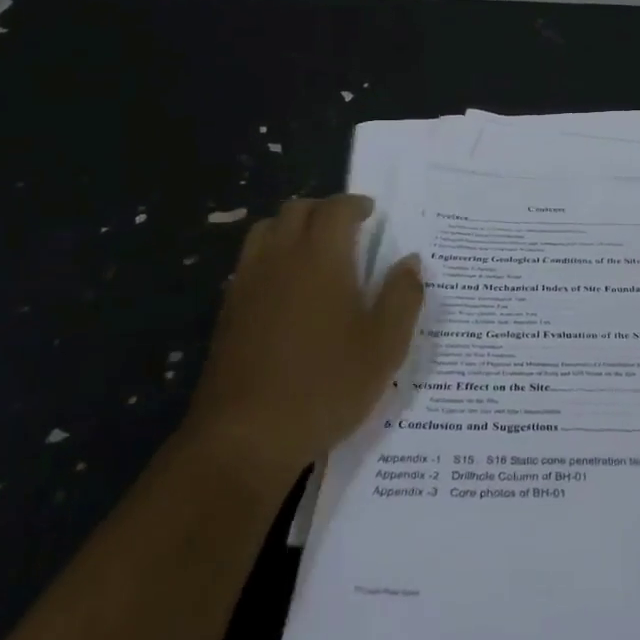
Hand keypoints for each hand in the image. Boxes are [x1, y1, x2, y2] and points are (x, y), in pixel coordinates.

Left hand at [186, 194, 423, 478]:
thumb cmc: (327, 385)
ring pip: (266, 230)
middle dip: (324, 210)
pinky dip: (272, 255)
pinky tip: (288, 287)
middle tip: (348, 228)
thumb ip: (403, 296)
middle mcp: (280, 258)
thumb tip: (410, 261)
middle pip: (296, 210)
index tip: (371, 212)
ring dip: (292, 227)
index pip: (335, 209)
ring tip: (316, 250)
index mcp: (321, 258)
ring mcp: (248, 283)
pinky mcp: (229, 310)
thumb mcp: (385, 345)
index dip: (355, 204)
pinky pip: (250, 261)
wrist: (247, 435)